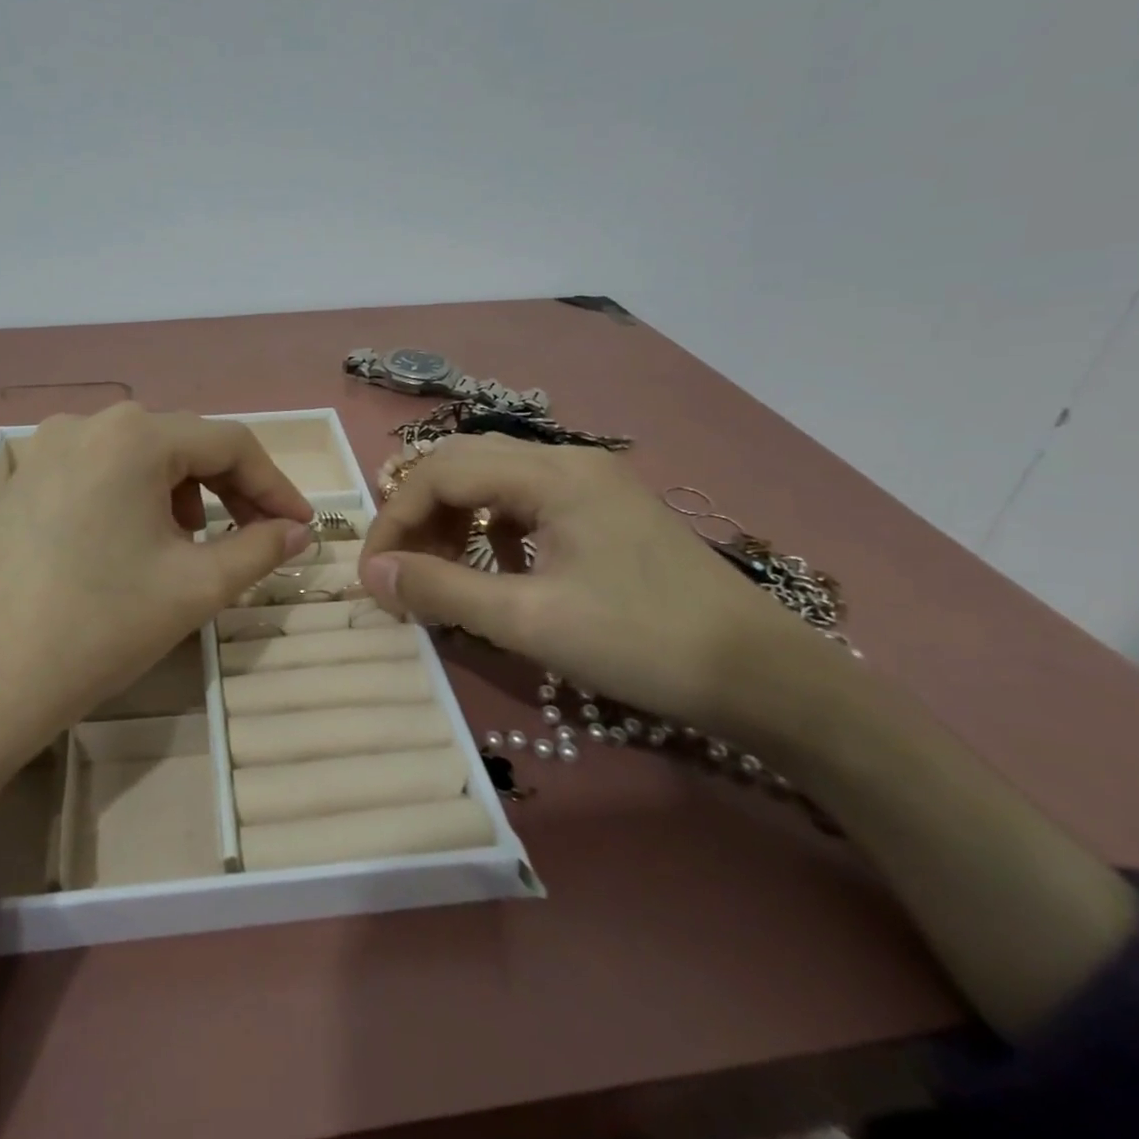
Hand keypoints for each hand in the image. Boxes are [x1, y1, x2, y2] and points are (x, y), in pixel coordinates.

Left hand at [0, 404, 312, 856]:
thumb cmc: (99, 625)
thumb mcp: (195, 587)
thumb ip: (261, 549)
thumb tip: (300, 533)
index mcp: (134, 435)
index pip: (231, 443)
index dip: (276, 485)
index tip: (302, 528)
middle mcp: (88, 424)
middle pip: (184, 444)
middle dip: (232, 491)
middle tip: (258, 540)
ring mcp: (46, 449)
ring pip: (142, 459)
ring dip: (185, 495)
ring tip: (193, 549)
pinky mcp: (24, 481)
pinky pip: (102, 474)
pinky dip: (139, 500)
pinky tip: (138, 547)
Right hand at [357, 434, 823, 734]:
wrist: (765, 676)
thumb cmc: (642, 642)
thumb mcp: (530, 620)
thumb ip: (443, 590)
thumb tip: (373, 574)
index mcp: (551, 474)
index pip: (441, 473)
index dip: (395, 519)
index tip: (374, 574)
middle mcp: (569, 461)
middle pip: (464, 463)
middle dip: (420, 512)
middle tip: (403, 567)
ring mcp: (592, 482)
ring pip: (495, 479)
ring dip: (455, 516)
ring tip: (442, 567)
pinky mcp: (607, 509)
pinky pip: (527, 500)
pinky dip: (494, 526)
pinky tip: (501, 566)